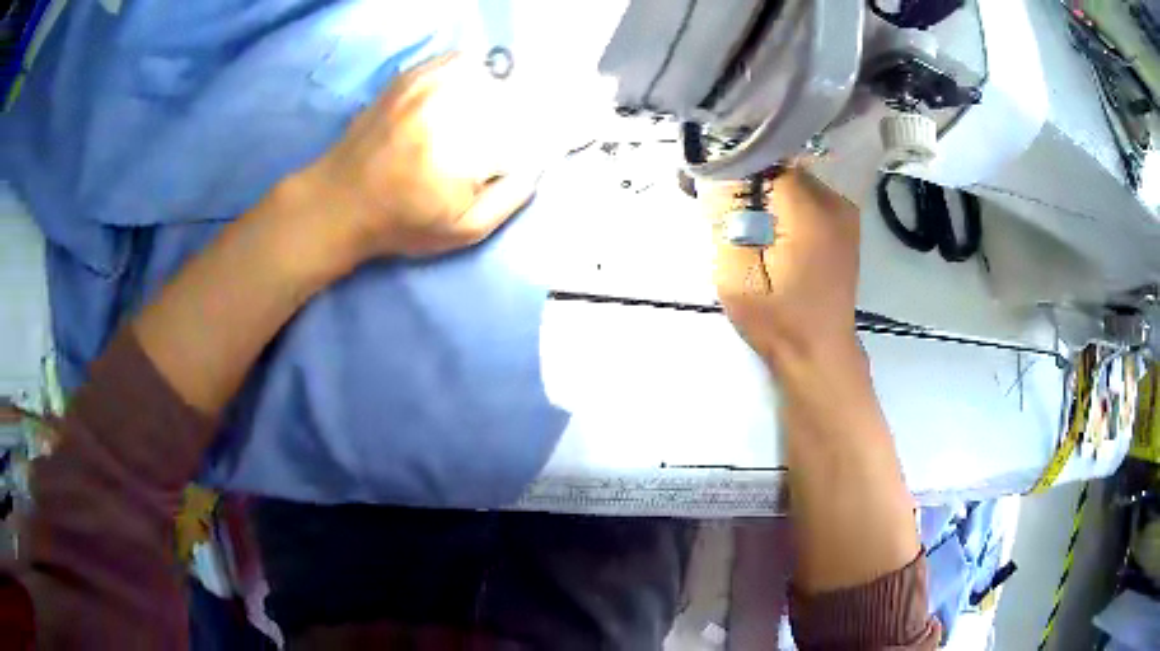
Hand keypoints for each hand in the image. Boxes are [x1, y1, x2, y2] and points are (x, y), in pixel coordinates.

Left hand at [300, 53, 538, 263]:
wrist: (338, 201)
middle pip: (510, 94)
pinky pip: (457, 60)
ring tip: (484, 118)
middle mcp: (447, 105)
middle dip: (516, 114)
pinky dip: (470, 74)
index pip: (525, 125)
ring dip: (496, 92)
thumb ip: (509, 198)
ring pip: (486, 73)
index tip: (526, 151)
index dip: (535, 135)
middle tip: (502, 138)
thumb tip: (538, 163)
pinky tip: (462, 97)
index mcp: (463, 147)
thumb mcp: (462, 230)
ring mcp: (426, 84)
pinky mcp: (409, 77)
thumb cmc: (401, 222)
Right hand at [702, 170, 861, 368]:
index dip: (732, 163)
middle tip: (722, 205)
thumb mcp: (734, 268)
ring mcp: (843, 211)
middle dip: (748, 177)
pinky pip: (806, 196)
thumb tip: (716, 171)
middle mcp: (832, 199)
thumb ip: (725, 214)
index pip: (763, 156)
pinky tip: (770, 228)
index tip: (710, 183)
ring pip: (792, 177)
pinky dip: (784, 202)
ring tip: (746, 219)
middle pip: (779, 164)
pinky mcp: (843, 225)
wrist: (818, 353)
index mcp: (808, 207)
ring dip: (765, 190)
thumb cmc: (775, 317)